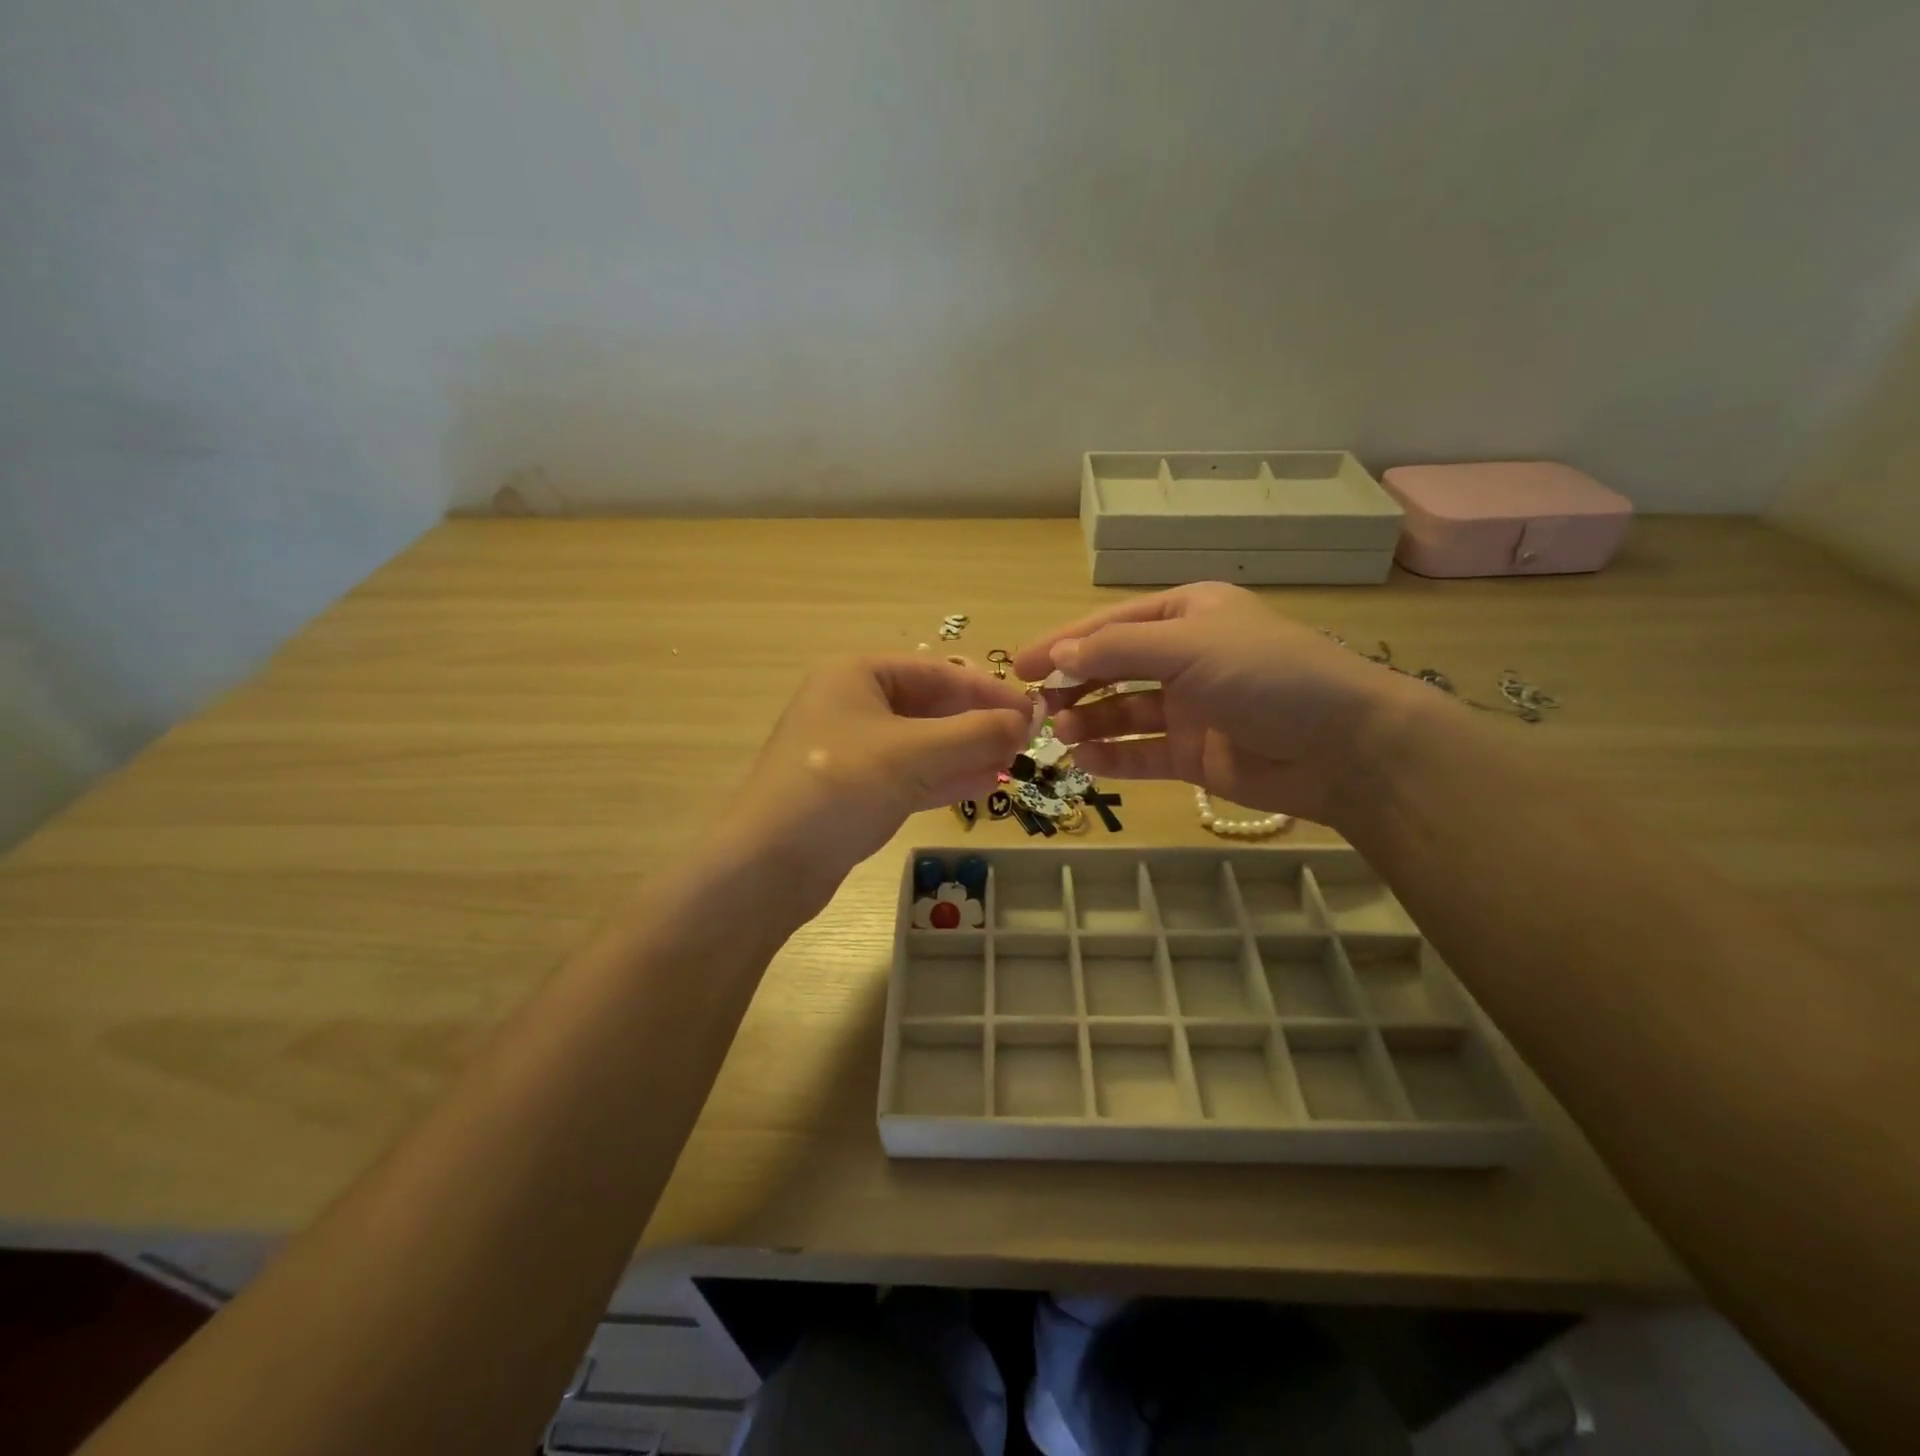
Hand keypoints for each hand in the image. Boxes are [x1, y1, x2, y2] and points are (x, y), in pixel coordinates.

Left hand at [714, 656, 1031, 914]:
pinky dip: (946, 777)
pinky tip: (986, 783)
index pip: (939, 672)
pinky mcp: (855, 790)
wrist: (769, 865)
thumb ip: (975, 734)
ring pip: (923, 743)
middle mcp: (853, 704)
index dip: (988, 691)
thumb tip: (1028, 720)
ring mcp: (852, 750)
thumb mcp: (915, 753)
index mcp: (857, 674)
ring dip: (967, 751)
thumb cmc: (840, 787)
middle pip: (931, 706)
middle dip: (978, 723)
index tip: (1033, 712)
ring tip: (1014, 762)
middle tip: (1027, 741)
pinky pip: (910, 774)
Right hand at [1013, 584, 1431, 826]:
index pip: (1111, 625)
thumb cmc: (1267, 676)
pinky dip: (1113, 756)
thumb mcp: (1189, 647)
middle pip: (1113, 668)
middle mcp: (1185, 657)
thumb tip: (1059, 653)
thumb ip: (1119, 649)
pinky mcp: (1194, 754)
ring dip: (1089, 721)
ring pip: (1123, 712)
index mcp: (1187, 615)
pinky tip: (1085, 761)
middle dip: (1074, 685)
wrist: (1344, 747)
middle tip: (1034, 706)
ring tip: (1060, 734)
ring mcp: (1190, 708)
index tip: (1019, 665)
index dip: (1063, 643)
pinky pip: (1142, 752)